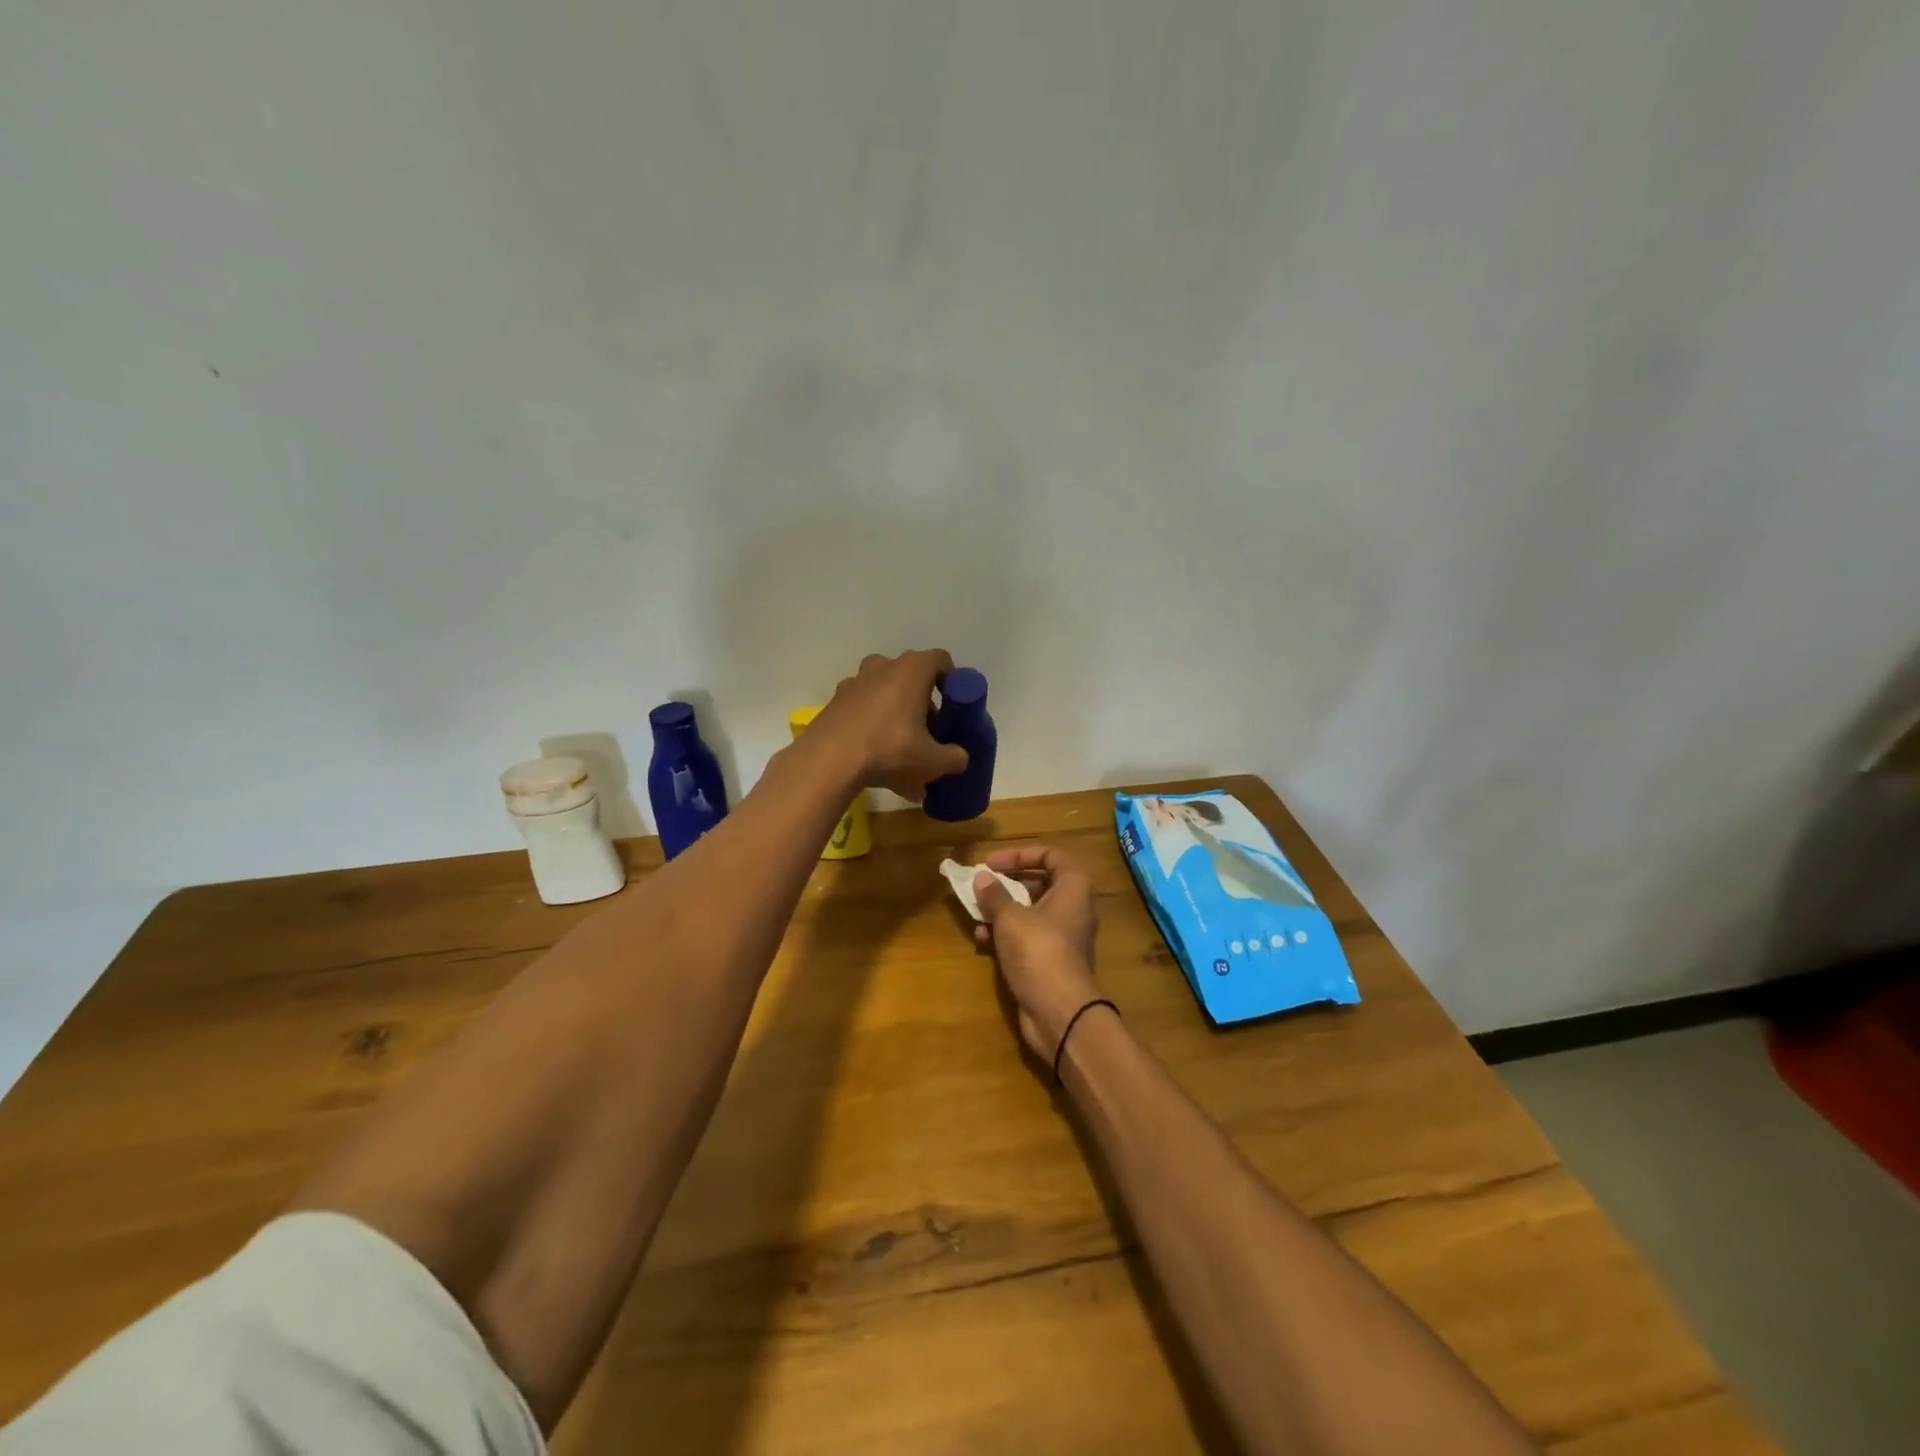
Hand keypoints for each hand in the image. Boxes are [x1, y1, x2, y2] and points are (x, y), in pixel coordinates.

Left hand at [813, 650, 969, 801]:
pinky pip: (862, 710)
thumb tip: (960, 758)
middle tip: (929, 731)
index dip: (951, 679)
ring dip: (895, 713)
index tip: (954, 704)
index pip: (940, 660)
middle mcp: (882, 667)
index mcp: (911, 670)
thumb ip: (954, 758)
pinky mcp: (834, 703)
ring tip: (901, 747)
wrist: (829, 761)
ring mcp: (854, 683)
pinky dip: (872, 726)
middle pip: (910, 677)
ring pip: (883, 693)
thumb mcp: (933, 761)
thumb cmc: (890, 749)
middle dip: (922, 702)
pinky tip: (875, 758)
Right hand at [972, 846, 1102, 1061]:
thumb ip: (994, 895)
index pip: (1050, 855)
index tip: (991, 863)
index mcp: (1073, 887)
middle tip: (981, 886)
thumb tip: (982, 878)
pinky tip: (982, 940)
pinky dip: (1006, 935)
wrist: (1060, 1012)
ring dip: (1001, 911)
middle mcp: (1073, 907)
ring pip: (1030, 912)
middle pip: (1039, 883)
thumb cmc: (1038, 951)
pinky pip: (1027, 937)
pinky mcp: (1051, 960)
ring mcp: (1063, 936)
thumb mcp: (1010, 918)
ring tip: (976, 914)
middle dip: (1007, 884)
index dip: (1019, 854)